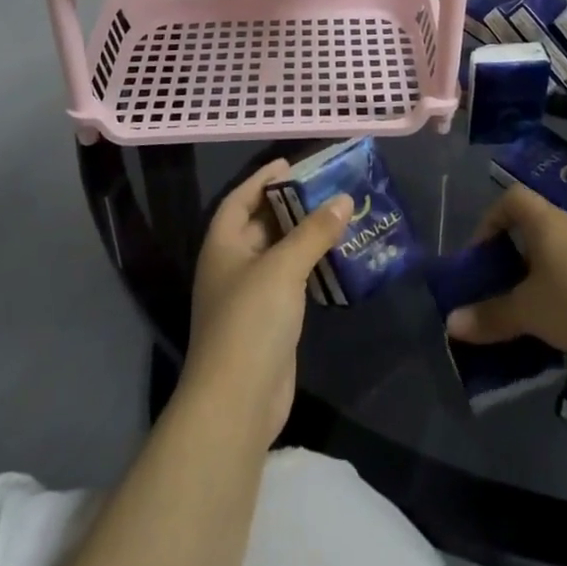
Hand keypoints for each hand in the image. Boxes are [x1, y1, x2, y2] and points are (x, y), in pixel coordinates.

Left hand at [183, 159, 352, 446]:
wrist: (237, 402)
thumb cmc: (251, 320)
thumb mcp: (283, 267)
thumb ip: (313, 232)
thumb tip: (343, 199)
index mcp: (223, 245)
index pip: (240, 199)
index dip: (262, 179)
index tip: (290, 163)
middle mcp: (232, 265)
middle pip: (260, 224)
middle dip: (290, 205)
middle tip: (325, 186)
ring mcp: (249, 296)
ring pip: (278, 253)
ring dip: (304, 235)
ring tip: (338, 215)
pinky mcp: (269, 321)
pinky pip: (290, 281)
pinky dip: (310, 265)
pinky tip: (335, 258)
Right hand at [444, 184, 566, 383]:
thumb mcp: (528, 312)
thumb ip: (490, 316)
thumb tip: (450, 323)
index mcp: (545, 221)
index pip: (511, 198)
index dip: (490, 219)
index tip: (482, 253)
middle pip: (534, 223)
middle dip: (513, 251)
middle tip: (502, 283)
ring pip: (557, 247)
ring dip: (539, 269)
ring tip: (531, 304)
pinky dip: (565, 282)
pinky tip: (566, 315)